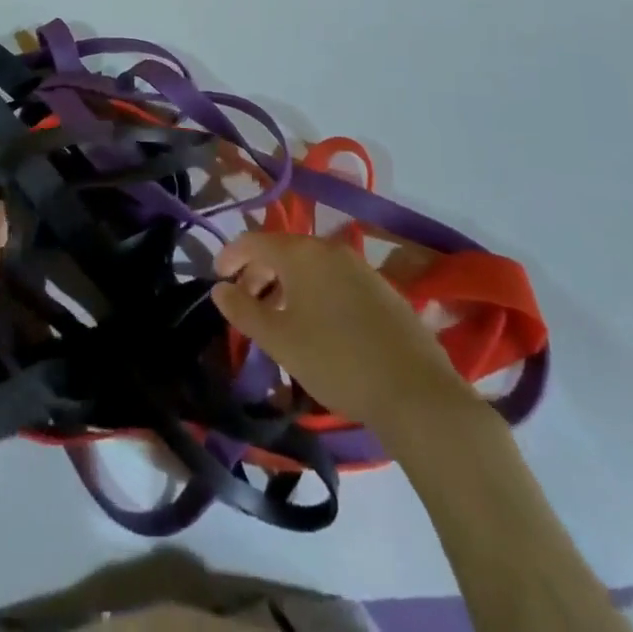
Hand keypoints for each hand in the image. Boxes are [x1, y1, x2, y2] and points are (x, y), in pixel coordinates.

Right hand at [213, 231, 472, 431]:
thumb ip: (244, 310)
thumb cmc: (336, 361)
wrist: (415, 391)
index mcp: (301, 253)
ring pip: (310, 265)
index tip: (217, 280)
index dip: (230, 256)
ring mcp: (359, 266)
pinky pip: (334, 278)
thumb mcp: (280, 340)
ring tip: (278, 317)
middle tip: (245, 303)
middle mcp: (329, 248)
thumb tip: (219, 289)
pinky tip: (317, 324)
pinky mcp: (382, 288)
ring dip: (286, 283)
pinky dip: (314, 291)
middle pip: (283, 250)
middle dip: (258, 272)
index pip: (253, 240)